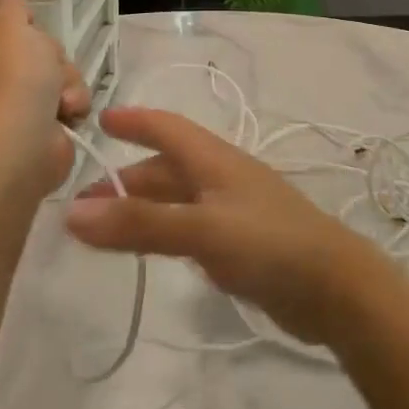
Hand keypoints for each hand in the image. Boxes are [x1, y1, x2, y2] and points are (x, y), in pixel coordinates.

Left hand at [0, 0, 90, 203]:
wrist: (18, 151)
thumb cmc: (10, 82)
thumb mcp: (10, 28)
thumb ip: (2, 2)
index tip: (20, 13)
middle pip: (30, 40)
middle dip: (49, 49)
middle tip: (43, 59)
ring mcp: (17, 97)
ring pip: (56, 69)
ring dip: (66, 79)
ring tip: (58, 97)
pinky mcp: (43, 121)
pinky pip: (67, 97)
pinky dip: (71, 105)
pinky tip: (66, 114)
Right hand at [64, 107, 395, 345]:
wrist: (336, 288)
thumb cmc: (270, 244)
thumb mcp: (202, 229)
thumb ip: (141, 223)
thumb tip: (73, 213)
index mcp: (215, 160)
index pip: (167, 128)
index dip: (134, 121)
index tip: (98, 120)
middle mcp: (221, 178)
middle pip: (166, 167)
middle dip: (125, 179)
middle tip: (80, 204)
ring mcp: (233, 211)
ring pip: (176, 199)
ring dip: (140, 207)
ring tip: (102, 229)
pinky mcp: (240, 244)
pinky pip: (189, 227)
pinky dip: (162, 230)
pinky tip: (149, 248)